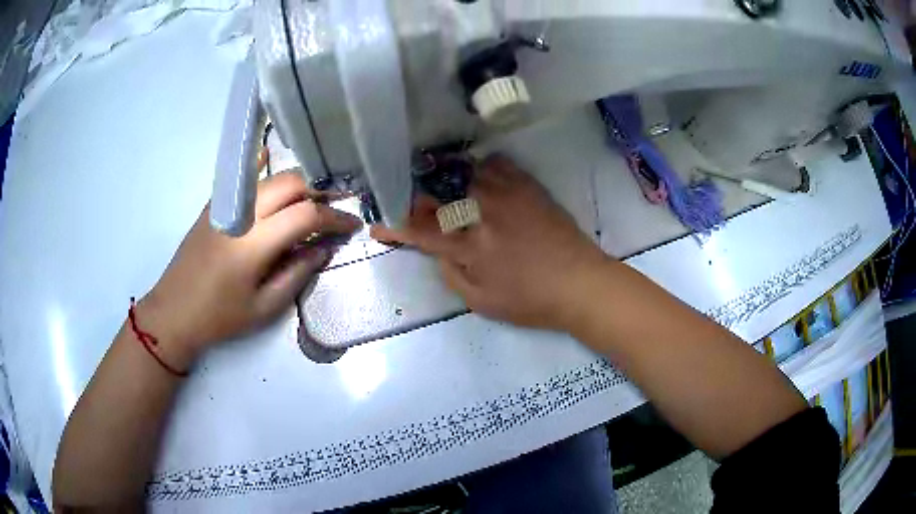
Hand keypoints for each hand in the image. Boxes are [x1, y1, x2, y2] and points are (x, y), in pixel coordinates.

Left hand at [138, 172, 361, 368]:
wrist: (174, 312)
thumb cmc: (221, 317)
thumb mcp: (264, 307)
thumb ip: (297, 273)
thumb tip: (325, 248)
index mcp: (254, 244)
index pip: (306, 215)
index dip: (335, 217)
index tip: (353, 225)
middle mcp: (241, 214)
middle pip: (290, 184)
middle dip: (321, 190)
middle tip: (340, 203)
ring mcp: (225, 205)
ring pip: (270, 178)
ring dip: (298, 182)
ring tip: (316, 194)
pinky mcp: (214, 206)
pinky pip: (242, 178)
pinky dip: (259, 165)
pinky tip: (268, 156)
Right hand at [371, 157, 608, 331]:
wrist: (579, 282)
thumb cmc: (530, 300)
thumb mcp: (481, 302)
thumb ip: (451, 273)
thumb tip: (438, 249)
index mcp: (469, 245)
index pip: (420, 231)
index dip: (394, 228)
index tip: (378, 226)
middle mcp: (482, 211)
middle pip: (436, 194)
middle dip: (417, 198)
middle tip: (413, 204)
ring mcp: (505, 193)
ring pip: (463, 173)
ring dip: (446, 181)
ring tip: (444, 188)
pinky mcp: (527, 185)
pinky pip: (496, 163)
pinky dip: (481, 168)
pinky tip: (480, 178)